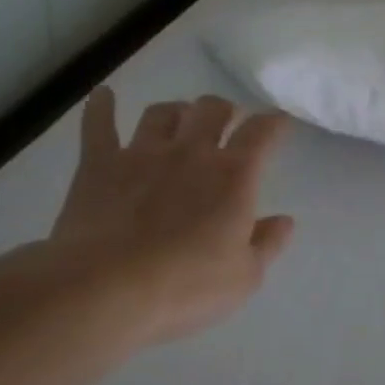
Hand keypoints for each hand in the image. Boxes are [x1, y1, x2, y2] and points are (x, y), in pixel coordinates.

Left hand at [43, 88, 294, 344]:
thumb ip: (267, 244)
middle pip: (211, 109)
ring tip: (178, 119)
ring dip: (175, 111)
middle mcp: (190, 152)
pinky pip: (99, 124)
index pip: (261, 133)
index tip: (278, 121)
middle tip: (225, 121)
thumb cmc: (186, 286)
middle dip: (223, 110)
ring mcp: (141, 153)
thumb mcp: (244, 277)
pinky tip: (104, 96)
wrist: (109, 287)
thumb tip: (285, 221)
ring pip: (161, 112)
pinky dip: (102, 106)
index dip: (274, 122)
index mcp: (233, 176)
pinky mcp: (99, 163)